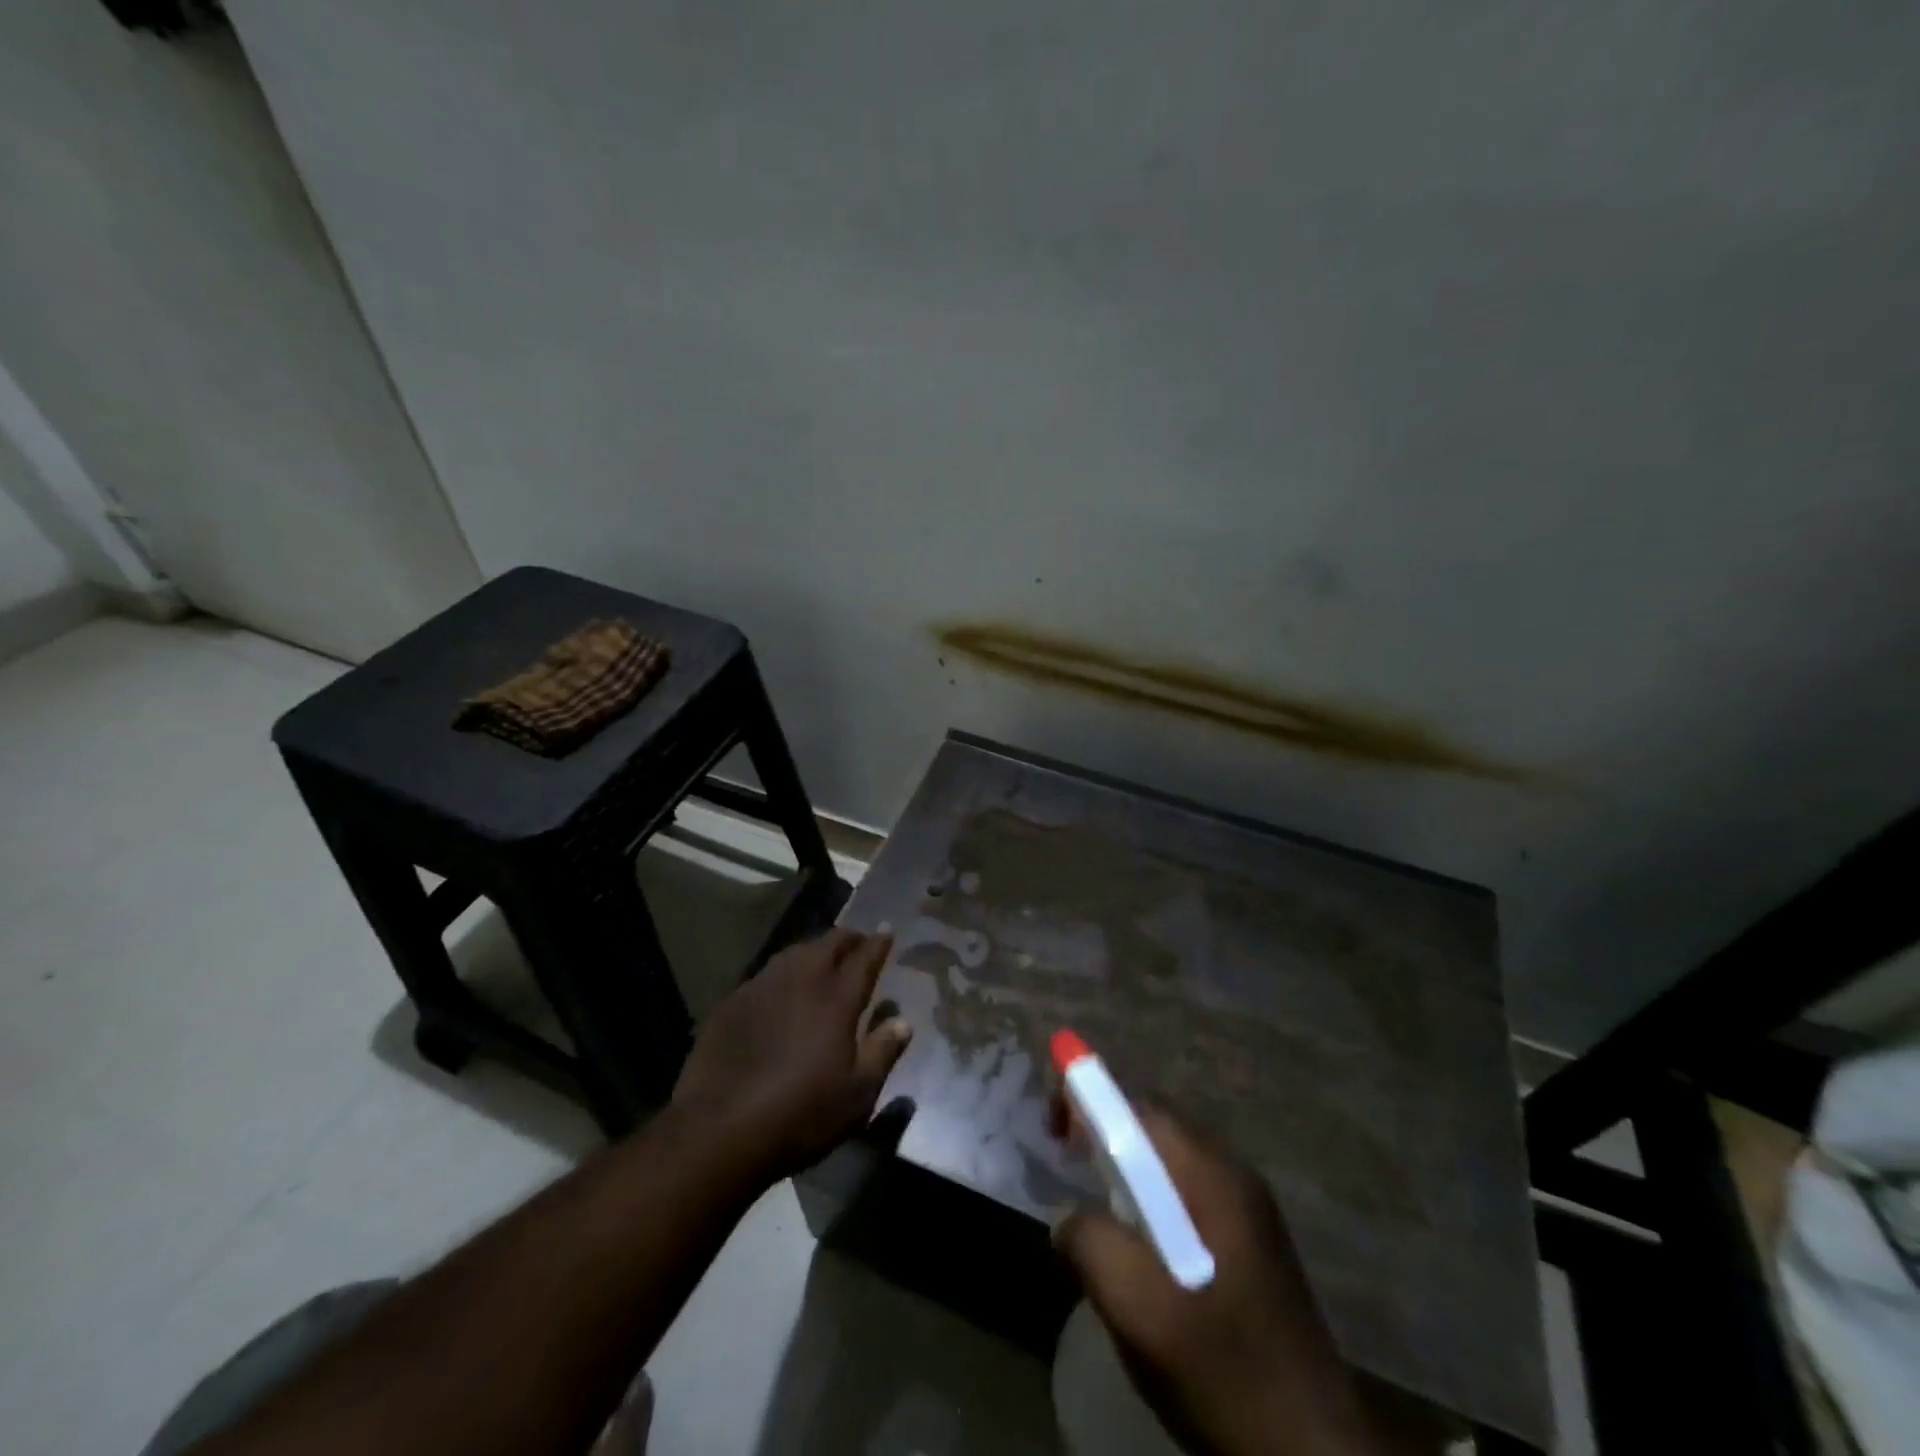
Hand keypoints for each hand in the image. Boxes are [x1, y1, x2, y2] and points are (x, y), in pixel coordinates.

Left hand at [671, 929, 911, 1181]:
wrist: (721, 1129)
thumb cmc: (801, 1113)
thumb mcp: (857, 1094)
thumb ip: (883, 1051)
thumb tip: (902, 1021)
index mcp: (837, 997)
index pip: (864, 957)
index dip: (879, 942)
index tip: (888, 930)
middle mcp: (802, 979)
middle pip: (829, 943)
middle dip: (848, 939)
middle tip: (858, 944)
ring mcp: (763, 986)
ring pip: (796, 952)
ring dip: (815, 950)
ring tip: (823, 959)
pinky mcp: (733, 1002)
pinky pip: (767, 974)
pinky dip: (784, 973)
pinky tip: (782, 991)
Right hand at [1052, 1101, 1385, 1455]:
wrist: (1312, 1452)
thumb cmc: (1221, 1368)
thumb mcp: (1138, 1308)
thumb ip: (1092, 1243)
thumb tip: (1070, 1217)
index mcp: (1211, 1175)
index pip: (1140, 1107)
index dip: (1090, 1102)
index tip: (1055, 1131)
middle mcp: (1235, 1175)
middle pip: (1156, 1129)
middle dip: (1106, 1135)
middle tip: (1071, 1168)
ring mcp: (1250, 1210)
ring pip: (1172, 1165)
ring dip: (1129, 1172)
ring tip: (1100, 1214)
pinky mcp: (1254, 1245)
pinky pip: (1190, 1196)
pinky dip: (1154, 1203)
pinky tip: (1144, 1253)